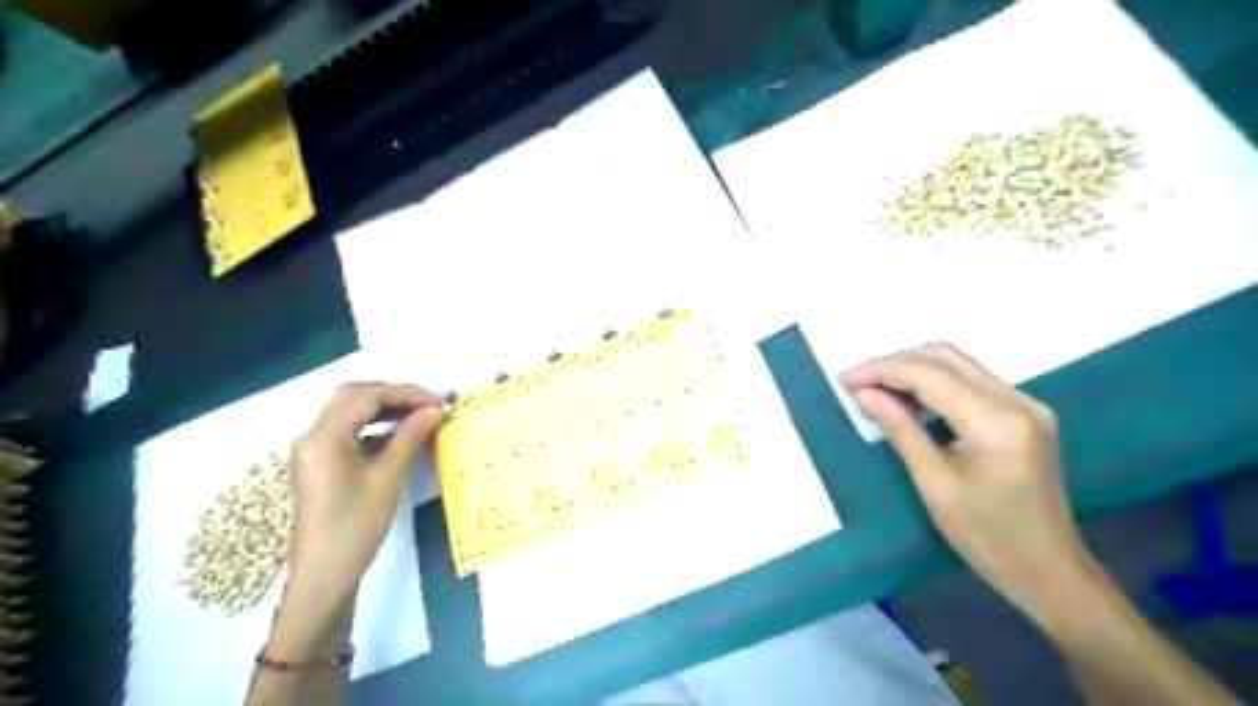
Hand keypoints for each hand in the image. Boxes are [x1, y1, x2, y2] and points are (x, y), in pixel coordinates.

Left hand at [280, 387, 442, 615]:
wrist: (324, 575)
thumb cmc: (356, 526)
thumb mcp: (387, 478)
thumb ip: (410, 436)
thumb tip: (436, 409)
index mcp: (324, 437)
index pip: (366, 396)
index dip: (406, 393)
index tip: (439, 403)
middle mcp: (313, 436)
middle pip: (355, 397)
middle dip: (394, 396)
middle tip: (429, 406)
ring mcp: (315, 451)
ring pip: (351, 413)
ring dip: (386, 409)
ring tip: (421, 417)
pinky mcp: (321, 464)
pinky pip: (350, 432)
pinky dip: (376, 427)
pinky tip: (401, 437)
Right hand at [840, 343, 1097, 622]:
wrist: (1050, 571)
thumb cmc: (987, 537)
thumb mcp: (934, 484)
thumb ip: (900, 429)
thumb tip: (863, 393)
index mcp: (996, 422)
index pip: (929, 374)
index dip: (881, 370)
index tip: (843, 380)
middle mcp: (1017, 401)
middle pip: (945, 358)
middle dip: (895, 364)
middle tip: (857, 384)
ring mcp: (1025, 405)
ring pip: (957, 365)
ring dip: (912, 371)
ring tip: (875, 391)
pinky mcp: (1024, 414)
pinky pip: (970, 382)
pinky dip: (934, 384)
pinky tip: (908, 401)